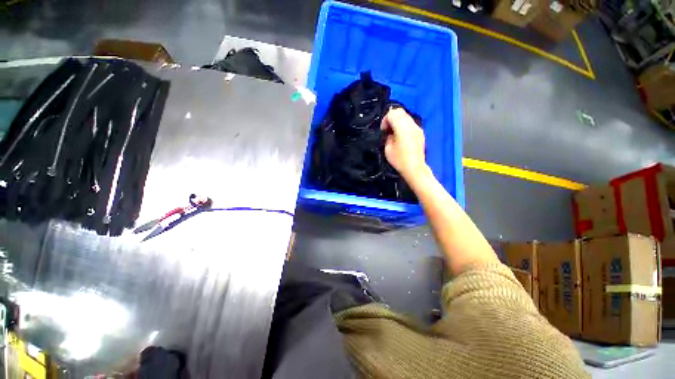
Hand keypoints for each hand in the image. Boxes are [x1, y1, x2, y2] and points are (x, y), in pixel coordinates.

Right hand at [381, 108, 427, 182]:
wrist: (415, 168)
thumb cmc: (399, 160)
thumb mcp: (388, 149)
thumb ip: (388, 137)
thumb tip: (390, 133)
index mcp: (402, 127)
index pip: (392, 114)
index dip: (385, 120)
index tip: (383, 130)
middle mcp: (411, 125)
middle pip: (400, 112)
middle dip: (391, 118)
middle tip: (387, 129)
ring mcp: (417, 128)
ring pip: (406, 116)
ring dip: (398, 121)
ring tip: (393, 133)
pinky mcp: (420, 133)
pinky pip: (410, 123)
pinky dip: (404, 126)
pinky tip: (401, 137)